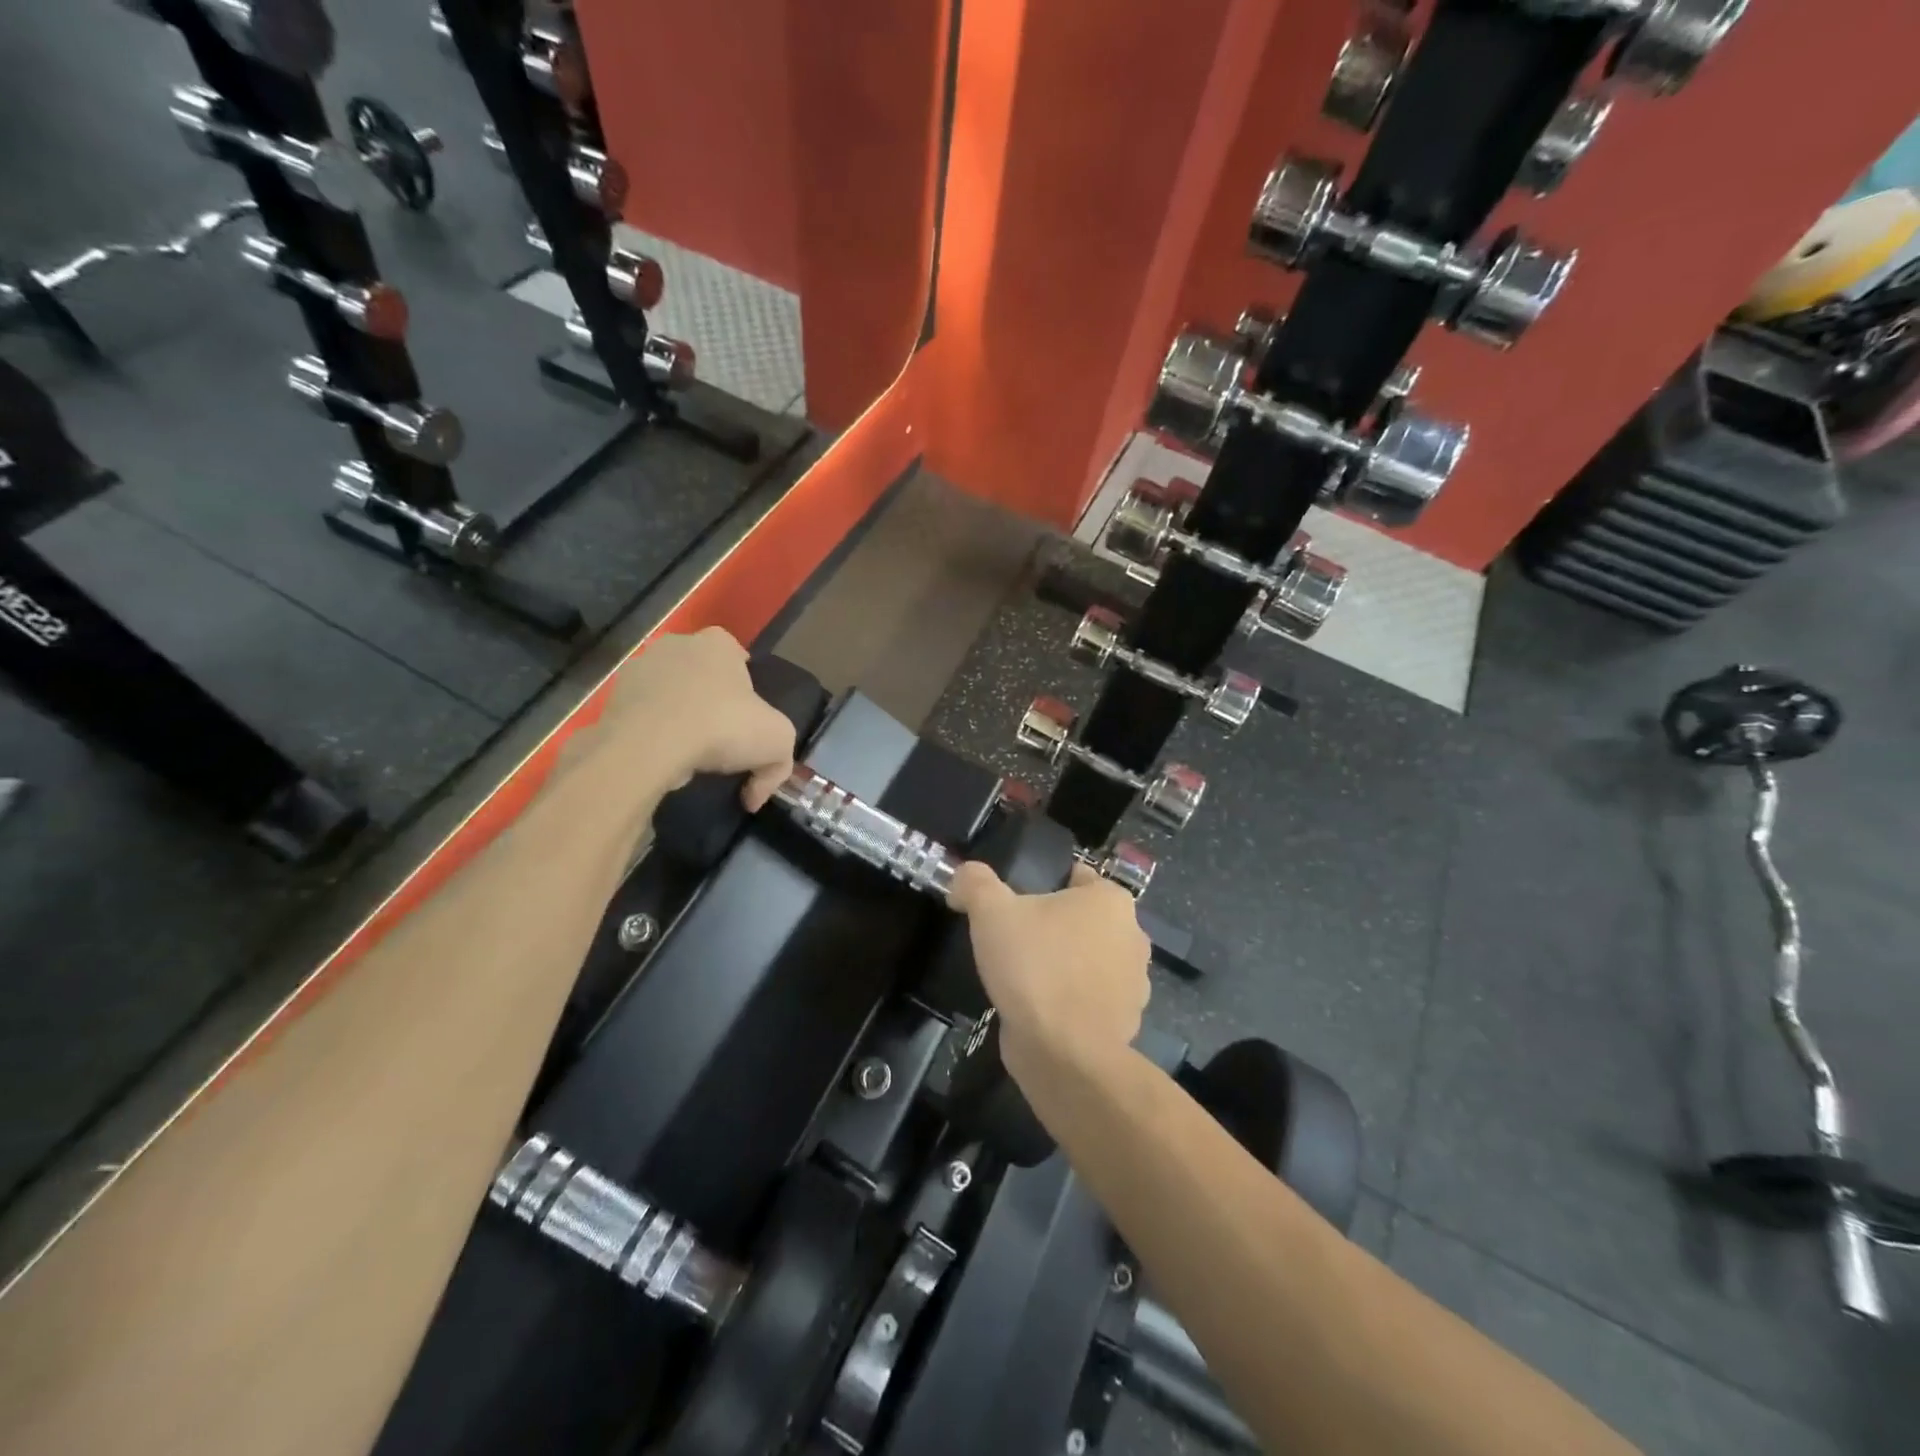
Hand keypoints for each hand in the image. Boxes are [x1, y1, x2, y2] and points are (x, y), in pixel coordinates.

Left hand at [598, 627, 795, 808]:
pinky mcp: (611, 700)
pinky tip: (662, 761)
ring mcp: (638, 670)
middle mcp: (675, 645)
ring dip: (677, 716)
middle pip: (699, 673)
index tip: (746, 717)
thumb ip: (777, 766)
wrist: (649, 746)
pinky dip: (651, 736)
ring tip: (687, 754)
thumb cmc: (721, 726)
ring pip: (667, 693)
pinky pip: (641, 718)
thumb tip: (755, 796)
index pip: (735, 654)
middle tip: (720, 737)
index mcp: (717, 644)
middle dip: (709, 699)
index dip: (744, 686)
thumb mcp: (777, 742)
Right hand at [946, 861, 1150, 1081]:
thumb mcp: (991, 912)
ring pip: (1088, 960)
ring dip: (1063, 966)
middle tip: (1014, 940)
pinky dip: (1070, 1002)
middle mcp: (1132, 935)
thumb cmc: (1035, 968)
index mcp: (1111, 900)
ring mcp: (1134, 983)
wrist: (1065, 1055)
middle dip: (1052, 927)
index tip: (1013, 905)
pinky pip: (1090, 999)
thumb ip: (975, 883)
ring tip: (1024, 977)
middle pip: (1082, 919)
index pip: (1075, 876)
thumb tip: (964, 874)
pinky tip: (1040, 1009)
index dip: (1041, 884)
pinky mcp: (1125, 1021)